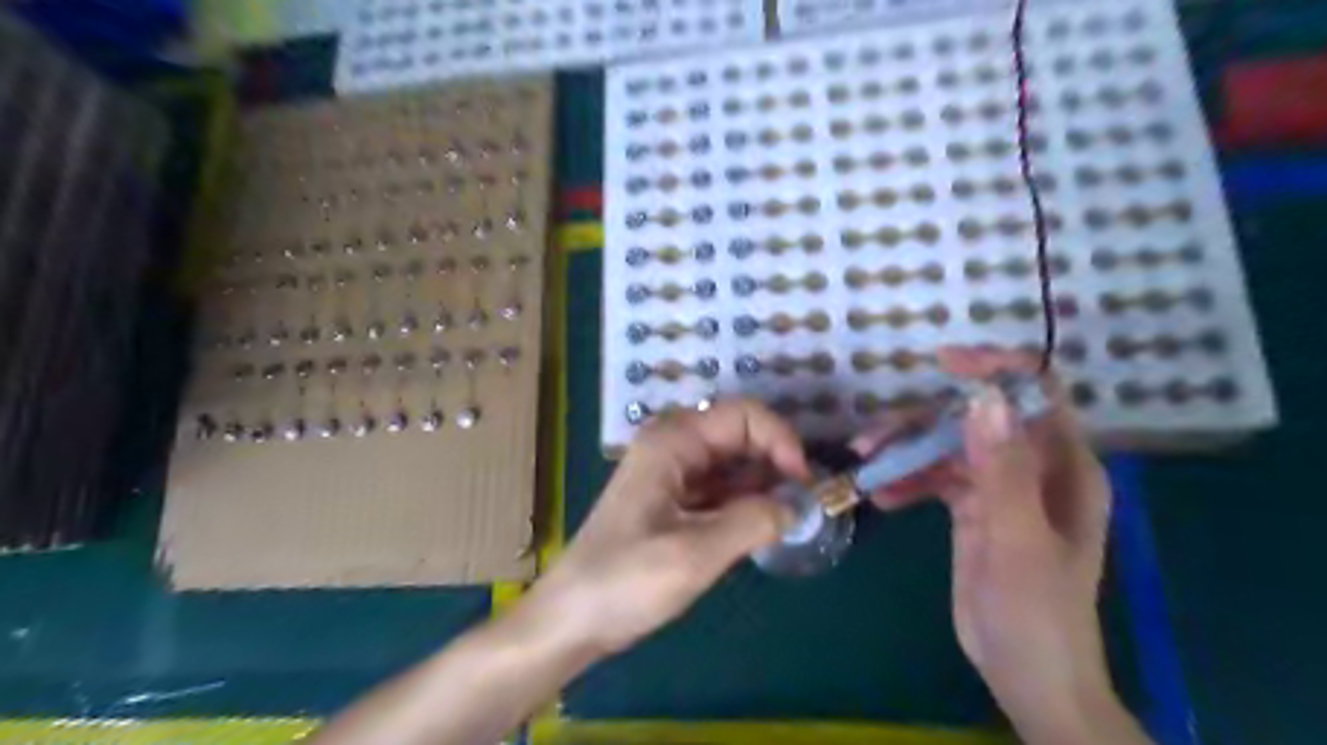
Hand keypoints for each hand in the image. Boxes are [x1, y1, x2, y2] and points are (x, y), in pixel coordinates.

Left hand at [532, 401, 809, 656]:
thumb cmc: (625, 581)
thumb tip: (797, 506)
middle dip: (775, 463)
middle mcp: (673, 445)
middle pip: (740, 435)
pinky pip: (721, 487)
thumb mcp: (695, 554)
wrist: (572, 619)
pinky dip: (745, 502)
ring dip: (763, 485)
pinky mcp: (673, 499)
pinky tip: (760, 527)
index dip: (781, 440)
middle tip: (802, 504)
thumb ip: (752, 522)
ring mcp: (672, 472)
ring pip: (733, 463)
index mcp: (673, 441)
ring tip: (787, 519)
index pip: (744, 416)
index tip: (805, 482)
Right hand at [854, 345, 1121, 739]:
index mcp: (1063, 468)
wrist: (1027, 676)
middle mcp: (1032, 468)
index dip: (996, 369)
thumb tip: (983, 398)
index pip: (1035, 395)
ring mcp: (1000, 488)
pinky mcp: (972, 509)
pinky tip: (881, 496)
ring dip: (906, 451)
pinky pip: (935, 478)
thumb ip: (1002, 470)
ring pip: (948, 447)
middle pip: (975, 420)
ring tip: (864, 465)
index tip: (944, 363)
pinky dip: (907, 480)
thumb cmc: (1037, 614)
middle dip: (923, 422)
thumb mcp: (1018, 541)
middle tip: (872, 439)